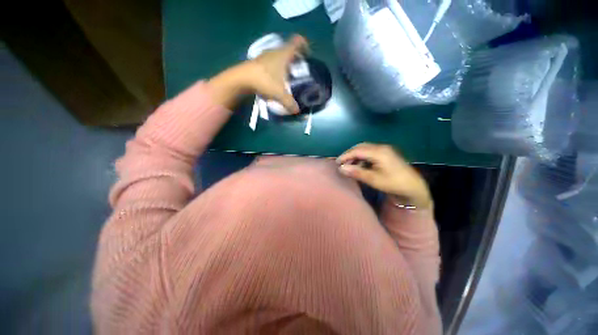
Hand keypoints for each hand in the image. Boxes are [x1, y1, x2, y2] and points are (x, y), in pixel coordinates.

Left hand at [244, 35, 308, 112]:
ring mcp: (265, 56)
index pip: (297, 42)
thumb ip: (290, 103)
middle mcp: (275, 52)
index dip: (304, 46)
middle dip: (295, 58)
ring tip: (288, 76)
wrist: (241, 79)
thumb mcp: (280, 94)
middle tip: (299, 70)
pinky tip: (276, 79)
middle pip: (289, 49)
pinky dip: (276, 68)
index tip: (307, 56)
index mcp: (283, 54)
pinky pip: (271, 62)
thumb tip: (297, 111)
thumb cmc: (264, 81)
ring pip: (279, 56)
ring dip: (285, 63)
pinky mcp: (258, 62)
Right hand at [337, 143, 432, 208]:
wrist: (414, 187)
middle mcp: (381, 147)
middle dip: (349, 154)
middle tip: (341, 163)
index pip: (357, 150)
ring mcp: (385, 149)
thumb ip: (356, 172)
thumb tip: (341, 168)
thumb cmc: (393, 183)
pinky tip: (360, 165)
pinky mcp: (386, 153)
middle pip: (360, 147)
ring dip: (355, 155)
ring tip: (349, 165)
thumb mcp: (373, 180)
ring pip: (365, 148)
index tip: (337, 163)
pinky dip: (362, 157)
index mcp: (379, 152)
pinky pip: (370, 152)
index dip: (345, 156)